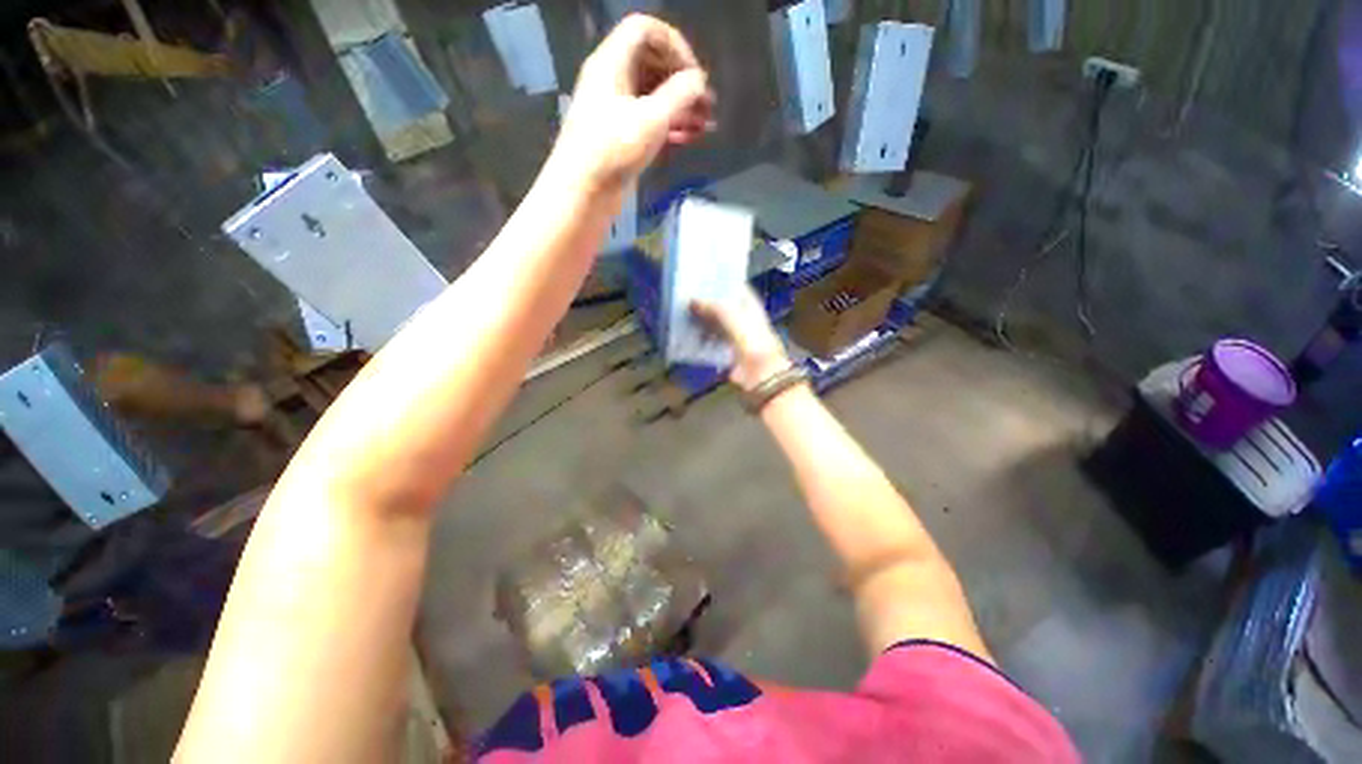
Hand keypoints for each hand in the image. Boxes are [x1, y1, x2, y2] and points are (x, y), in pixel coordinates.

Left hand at [556, 15, 714, 189]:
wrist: (583, 192)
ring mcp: (615, 110)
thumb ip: (680, 94)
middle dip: (682, 81)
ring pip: (653, 96)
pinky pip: (648, 120)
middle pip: (652, 64)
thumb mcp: (652, 119)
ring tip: (705, 126)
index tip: (694, 75)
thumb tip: (698, 80)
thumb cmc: (614, 150)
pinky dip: (669, 126)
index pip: (646, 30)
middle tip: (707, 105)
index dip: (674, 45)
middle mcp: (612, 80)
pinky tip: (688, 139)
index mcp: (612, 62)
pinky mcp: (619, 137)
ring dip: (680, 107)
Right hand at [692, 289, 791, 391]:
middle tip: (686, 295)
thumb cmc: (750, 338)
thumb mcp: (729, 315)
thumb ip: (711, 306)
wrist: (759, 371)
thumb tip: (692, 301)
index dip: (718, 282)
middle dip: (706, 302)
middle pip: (721, 305)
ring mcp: (735, 334)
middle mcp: (742, 317)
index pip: (733, 286)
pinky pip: (711, 340)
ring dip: (701, 319)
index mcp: (749, 304)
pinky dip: (701, 337)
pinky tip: (687, 334)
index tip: (699, 278)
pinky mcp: (727, 350)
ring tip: (683, 312)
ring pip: (714, 322)